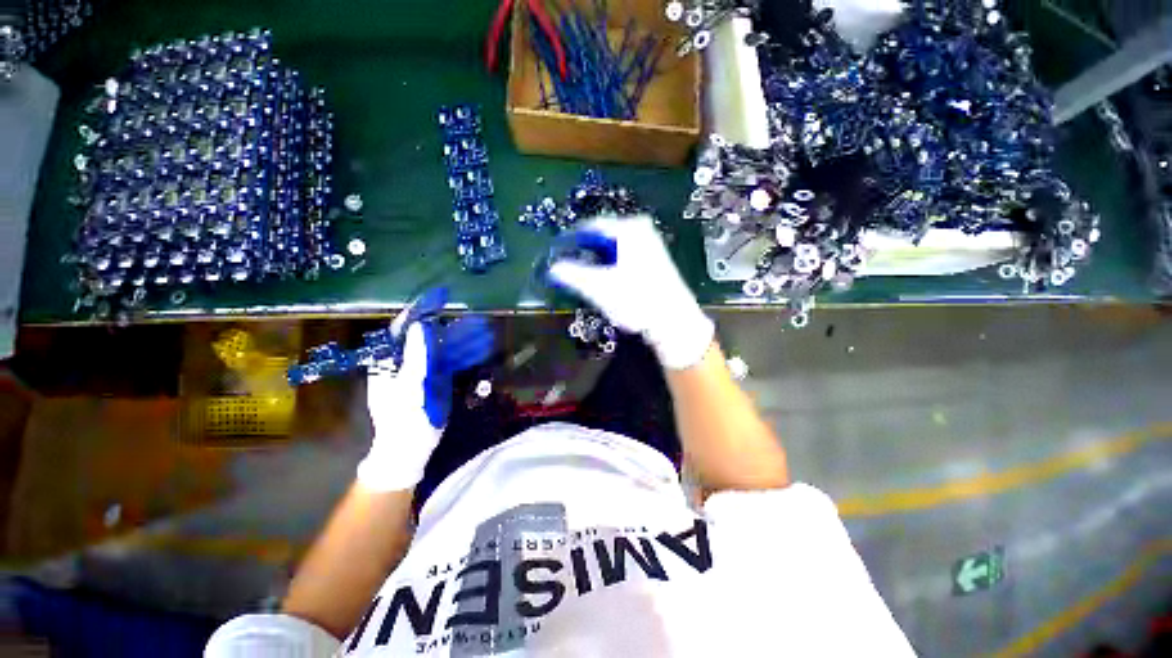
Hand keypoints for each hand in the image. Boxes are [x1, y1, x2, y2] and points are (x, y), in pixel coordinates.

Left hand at [358, 314, 494, 491]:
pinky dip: (462, 354)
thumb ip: (416, 355)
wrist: (409, 447)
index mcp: (389, 360)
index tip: (439, 298)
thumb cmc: (404, 417)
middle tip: (470, 317)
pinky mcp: (433, 381)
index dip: (420, 311)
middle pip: (426, 337)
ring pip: (441, 348)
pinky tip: (478, 348)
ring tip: (481, 330)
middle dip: (449, 325)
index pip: (403, 328)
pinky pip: (448, 362)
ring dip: (460, 338)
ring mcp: (420, 371)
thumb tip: (422, 325)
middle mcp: (404, 361)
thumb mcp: (409, 386)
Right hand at [548, 215, 713, 369]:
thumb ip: (572, 275)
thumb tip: (553, 268)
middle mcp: (641, 229)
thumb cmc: (635, 300)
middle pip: (603, 237)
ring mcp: (651, 243)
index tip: (559, 251)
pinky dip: (613, 266)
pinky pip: (625, 256)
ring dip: (599, 260)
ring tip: (587, 277)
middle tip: (571, 266)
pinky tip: (609, 282)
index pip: (591, 226)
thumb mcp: (598, 287)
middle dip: (586, 252)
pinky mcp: (655, 259)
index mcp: (628, 229)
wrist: (673, 321)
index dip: (573, 239)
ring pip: (614, 248)